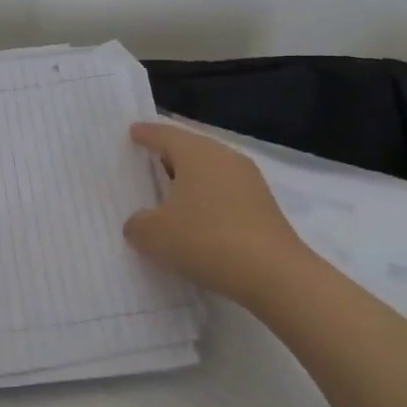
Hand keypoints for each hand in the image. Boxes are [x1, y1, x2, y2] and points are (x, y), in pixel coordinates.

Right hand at [124, 122, 316, 307]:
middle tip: (146, 162)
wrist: (274, 273)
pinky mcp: (263, 205)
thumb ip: (138, 224)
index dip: (146, 134)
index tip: (133, 132)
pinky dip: (207, 200)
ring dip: (189, 181)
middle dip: (168, 155)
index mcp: (196, 153)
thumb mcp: (155, 235)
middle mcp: (224, 157)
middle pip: (190, 148)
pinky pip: (225, 192)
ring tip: (168, 195)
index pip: (165, 134)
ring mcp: (249, 180)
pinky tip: (197, 220)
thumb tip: (139, 222)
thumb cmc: (206, 240)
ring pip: (210, 171)